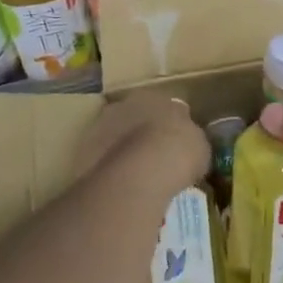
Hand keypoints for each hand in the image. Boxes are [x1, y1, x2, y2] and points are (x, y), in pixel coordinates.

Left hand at [75, 91, 207, 193]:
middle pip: (136, 118)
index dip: (171, 126)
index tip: (177, 145)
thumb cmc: (177, 152)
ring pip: (115, 136)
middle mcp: (125, 104)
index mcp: (156, 96)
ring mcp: (101, 125)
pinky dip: (109, 168)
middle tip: (155, 159)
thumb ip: (191, 140)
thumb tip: (188, 145)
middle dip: (144, 134)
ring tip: (136, 177)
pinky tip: (119, 186)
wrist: (138, 172)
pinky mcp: (83, 150)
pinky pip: (101, 158)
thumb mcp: (199, 146)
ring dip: (123, 150)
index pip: (166, 106)